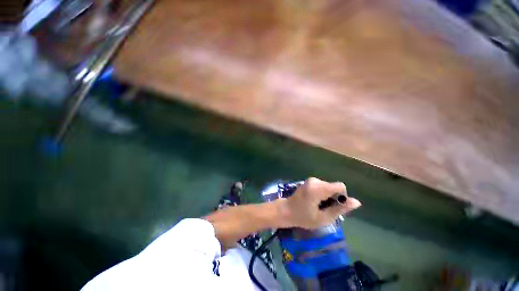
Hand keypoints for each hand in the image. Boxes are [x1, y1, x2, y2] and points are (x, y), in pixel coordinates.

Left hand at [279, 177, 360, 228]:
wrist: (286, 210)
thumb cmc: (303, 217)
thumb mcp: (323, 218)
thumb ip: (340, 209)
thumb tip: (357, 202)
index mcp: (318, 188)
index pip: (340, 187)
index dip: (342, 198)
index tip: (334, 208)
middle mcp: (315, 180)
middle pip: (334, 187)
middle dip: (334, 199)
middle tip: (325, 210)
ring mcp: (311, 180)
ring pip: (329, 187)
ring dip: (329, 197)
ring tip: (319, 207)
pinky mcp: (309, 181)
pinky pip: (323, 186)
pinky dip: (323, 194)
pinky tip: (316, 202)